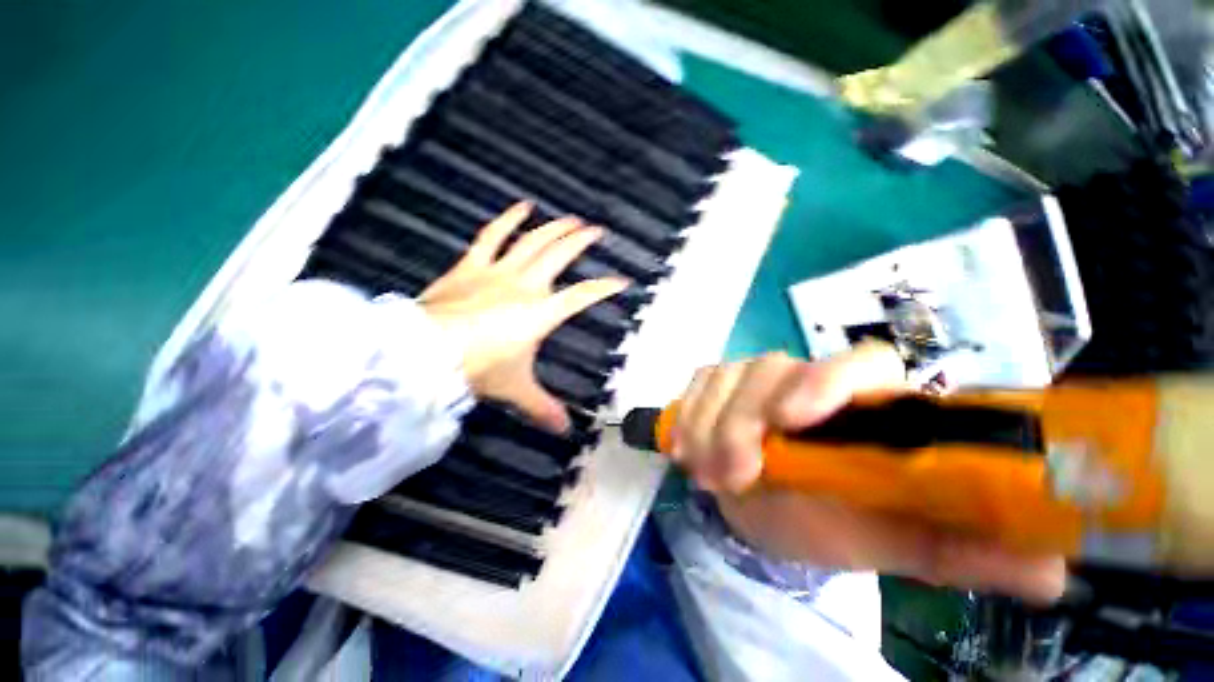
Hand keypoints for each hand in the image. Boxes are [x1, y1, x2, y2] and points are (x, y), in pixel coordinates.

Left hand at [420, 202, 627, 432]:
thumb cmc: (478, 368)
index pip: (582, 296)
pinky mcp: (472, 266)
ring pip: (533, 241)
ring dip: (554, 228)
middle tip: (596, 231)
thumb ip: (542, 407)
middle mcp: (526, 285)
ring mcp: (498, 271)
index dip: (604, 287)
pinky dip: (508, 220)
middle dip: (581, 241)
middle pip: (560, 255)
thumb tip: (565, 431)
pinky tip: (522, 205)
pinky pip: (493, 237)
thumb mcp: (515, 389)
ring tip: (570, 218)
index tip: (623, 280)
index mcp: (541, 313)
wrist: (426, 352)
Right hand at [670, 343, 1066, 603]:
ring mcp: (752, 376)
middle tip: (732, 475)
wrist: (768, 510)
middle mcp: (804, 377)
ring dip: (708, 426)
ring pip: (724, 377)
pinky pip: (696, 385)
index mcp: (862, 404)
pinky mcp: (716, 383)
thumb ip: (961, 548)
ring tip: (707, 475)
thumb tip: (1054, 569)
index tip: (792, 418)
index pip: (859, 363)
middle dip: (742, 421)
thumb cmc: (831, 523)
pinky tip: (685, 449)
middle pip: (770, 369)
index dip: (826, 381)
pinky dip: (686, 416)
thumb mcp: (892, 542)